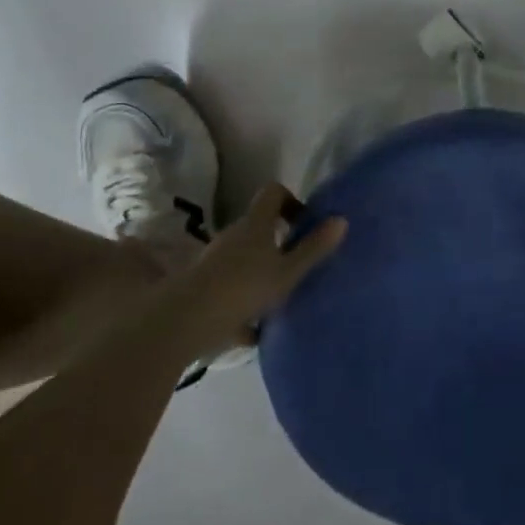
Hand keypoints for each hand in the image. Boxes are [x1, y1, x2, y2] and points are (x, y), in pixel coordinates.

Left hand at [160, 184, 346, 362]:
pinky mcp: (202, 288)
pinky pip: (230, 289)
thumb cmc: (242, 288)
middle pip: (259, 227)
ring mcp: (214, 261)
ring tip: (280, 299)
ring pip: (244, 259)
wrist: (183, 323)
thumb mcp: (287, 272)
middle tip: (299, 265)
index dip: (291, 201)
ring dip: (262, 272)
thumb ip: (314, 248)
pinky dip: (243, 303)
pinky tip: (255, 331)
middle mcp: (234, 235)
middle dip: (280, 243)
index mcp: (256, 224)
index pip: (274, 193)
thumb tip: (341, 220)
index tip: (305, 224)